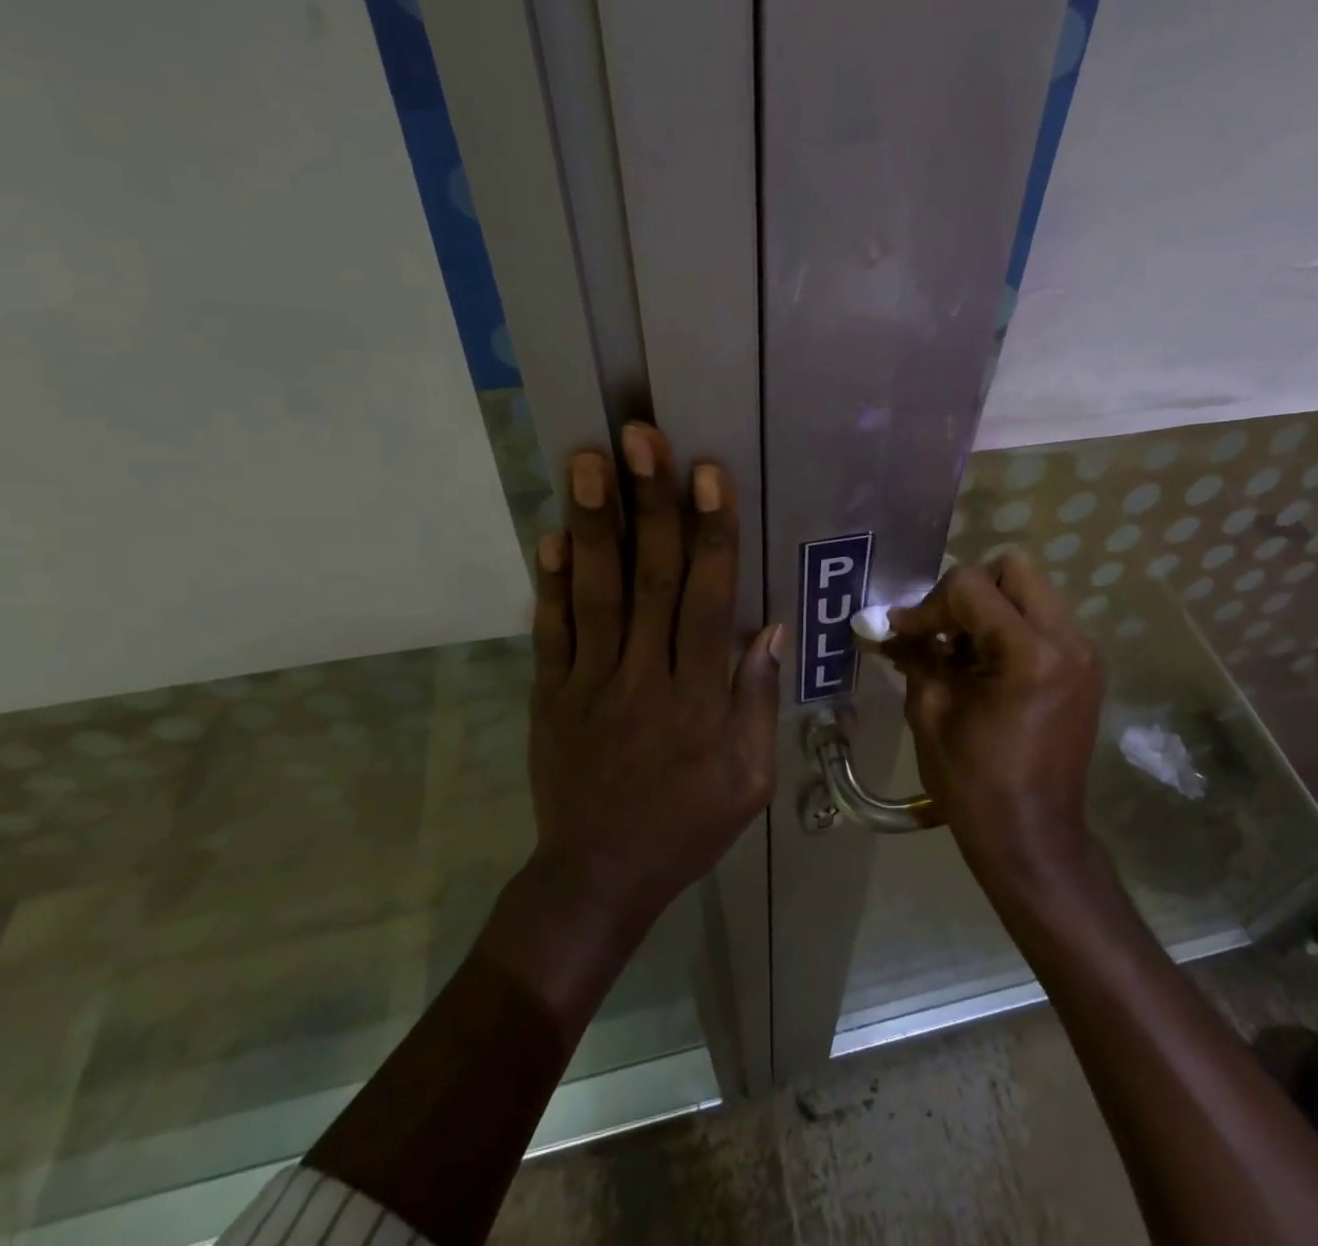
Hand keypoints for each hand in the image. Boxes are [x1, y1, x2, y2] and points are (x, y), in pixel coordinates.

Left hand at [527, 424, 781, 928]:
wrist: (597, 879)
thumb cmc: (686, 827)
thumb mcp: (749, 780)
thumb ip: (756, 702)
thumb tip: (768, 628)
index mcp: (698, 699)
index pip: (708, 601)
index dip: (711, 534)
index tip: (707, 474)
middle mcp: (644, 678)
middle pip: (650, 580)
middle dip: (651, 504)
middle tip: (641, 438)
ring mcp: (589, 684)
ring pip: (596, 593)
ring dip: (596, 524)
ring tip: (589, 461)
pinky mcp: (549, 695)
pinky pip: (550, 632)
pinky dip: (550, 582)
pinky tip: (551, 532)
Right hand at [886, 553, 1103, 881]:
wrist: (1034, 838)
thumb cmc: (974, 783)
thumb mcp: (930, 711)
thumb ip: (913, 654)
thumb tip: (887, 624)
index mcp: (1029, 653)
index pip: (971, 585)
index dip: (929, 605)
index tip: (904, 634)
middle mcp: (1067, 640)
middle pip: (1013, 568)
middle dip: (968, 591)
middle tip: (942, 630)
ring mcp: (1085, 653)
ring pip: (1032, 590)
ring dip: (991, 607)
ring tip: (962, 650)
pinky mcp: (1087, 667)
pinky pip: (1045, 618)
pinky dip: (1012, 626)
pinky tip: (987, 665)